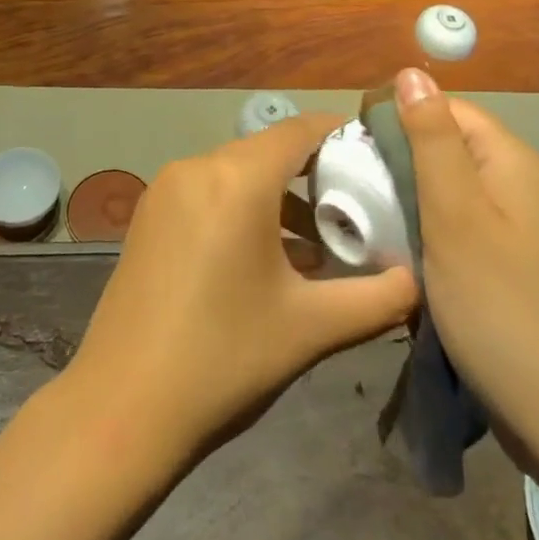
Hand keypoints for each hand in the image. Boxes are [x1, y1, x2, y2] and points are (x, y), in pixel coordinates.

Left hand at [66, 114, 417, 462]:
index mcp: (237, 179)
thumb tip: (418, 281)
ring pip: (238, 171)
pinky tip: (266, 256)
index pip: (300, 130)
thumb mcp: (310, 329)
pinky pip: (209, 190)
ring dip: (278, 195)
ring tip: (319, 241)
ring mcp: (167, 188)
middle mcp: (198, 166)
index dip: (340, 134)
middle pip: (269, 150)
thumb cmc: (223, 359)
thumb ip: (376, 300)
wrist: (120, 409)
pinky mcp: (150, 213)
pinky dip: (243, 206)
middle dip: (314, 172)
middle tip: (356, 207)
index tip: (376, 155)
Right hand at [393, 68, 538, 454]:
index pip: (444, 107)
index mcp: (508, 158)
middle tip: (355, 191)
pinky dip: (428, 230)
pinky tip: (403, 254)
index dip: (398, 117)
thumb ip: (431, 139)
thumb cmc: (501, 306)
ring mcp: (517, 225)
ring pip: (448, 188)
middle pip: (445, 146)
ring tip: (370, 221)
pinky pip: (459, 224)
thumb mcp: (454, 214)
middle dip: (399, 161)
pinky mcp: (509, 262)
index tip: (354, 150)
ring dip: (409, 198)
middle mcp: (517, 181)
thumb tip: (411, 71)